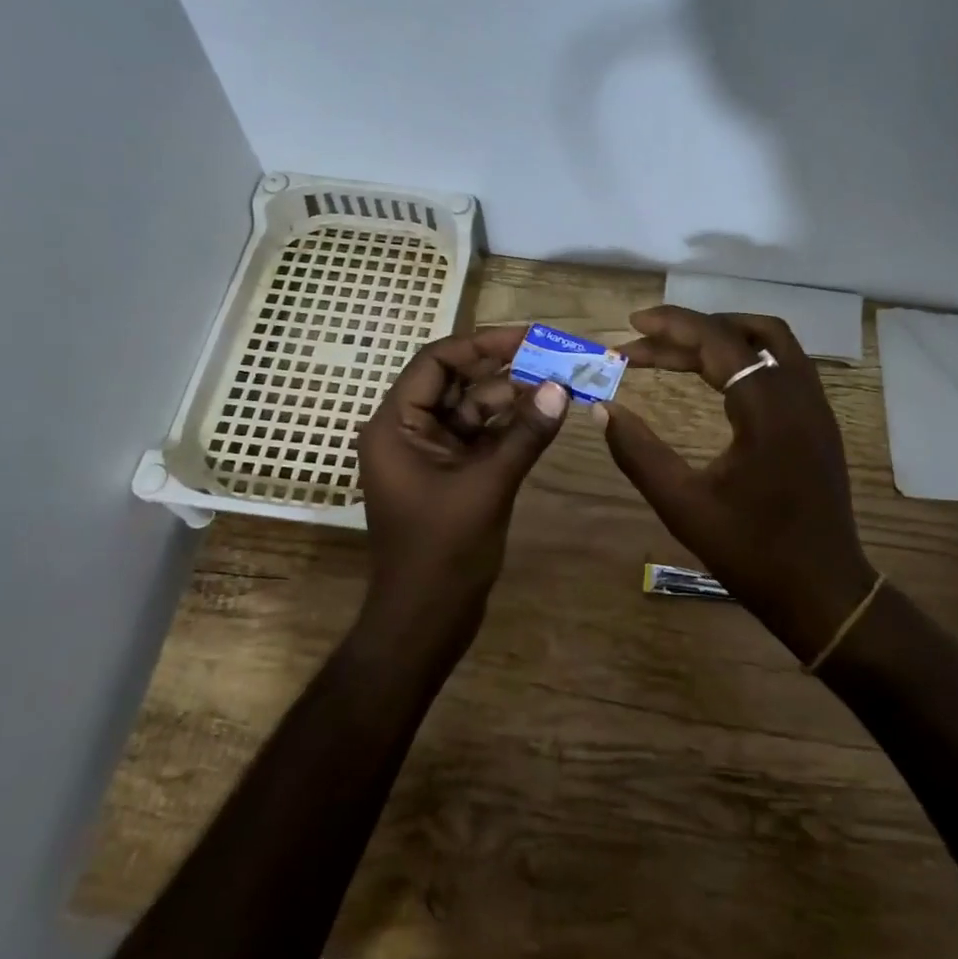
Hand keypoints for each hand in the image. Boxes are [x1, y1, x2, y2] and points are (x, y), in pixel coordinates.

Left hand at [357, 326, 569, 638]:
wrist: (426, 621)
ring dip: (514, 398)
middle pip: (458, 383)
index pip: (436, 363)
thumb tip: (561, 388)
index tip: (528, 337)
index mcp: (396, 426)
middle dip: (505, 370)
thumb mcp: (487, 486)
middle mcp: (410, 432)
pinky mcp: (453, 476)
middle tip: (555, 356)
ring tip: (561, 383)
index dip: (482, 345)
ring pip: (474, 410)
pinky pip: (483, 438)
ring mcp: (432, 455)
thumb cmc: (443, 553)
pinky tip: (548, 416)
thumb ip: (524, 435)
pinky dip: (512, 428)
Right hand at [598, 307, 875, 660]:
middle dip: (689, 332)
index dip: (671, 326)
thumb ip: (638, 452)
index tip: (631, 325)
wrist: (822, 591)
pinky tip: (717, 378)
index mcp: (767, 408)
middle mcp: (799, 394)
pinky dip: (746, 357)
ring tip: (677, 347)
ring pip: (772, 343)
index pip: (717, 341)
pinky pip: (783, 365)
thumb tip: (603, 409)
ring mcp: (816, 407)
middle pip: (743, 335)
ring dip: (723, 337)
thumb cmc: (751, 552)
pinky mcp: (819, 423)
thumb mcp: (683, 505)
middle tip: (642, 343)